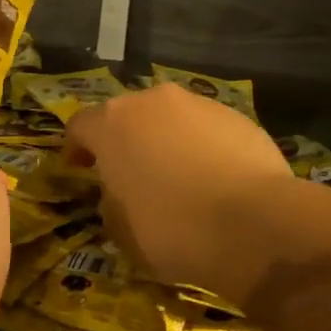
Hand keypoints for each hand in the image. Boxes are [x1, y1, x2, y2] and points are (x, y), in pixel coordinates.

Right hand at [65, 83, 291, 300]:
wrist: (255, 223)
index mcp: (112, 123)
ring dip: (165, 142)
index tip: (79, 169)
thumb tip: (121, 193)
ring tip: (177, 178)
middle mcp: (152, 101)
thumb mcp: (120, 229)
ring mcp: (199, 104)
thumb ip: (111, 201)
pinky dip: (202, 149)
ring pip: (170, 120)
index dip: (76, 148)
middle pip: (127, 116)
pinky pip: (207, 131)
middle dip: (124, 141)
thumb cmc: (171, 228)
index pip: (80, 126)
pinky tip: (214, 180)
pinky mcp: (239, 117)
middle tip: (129, 174)